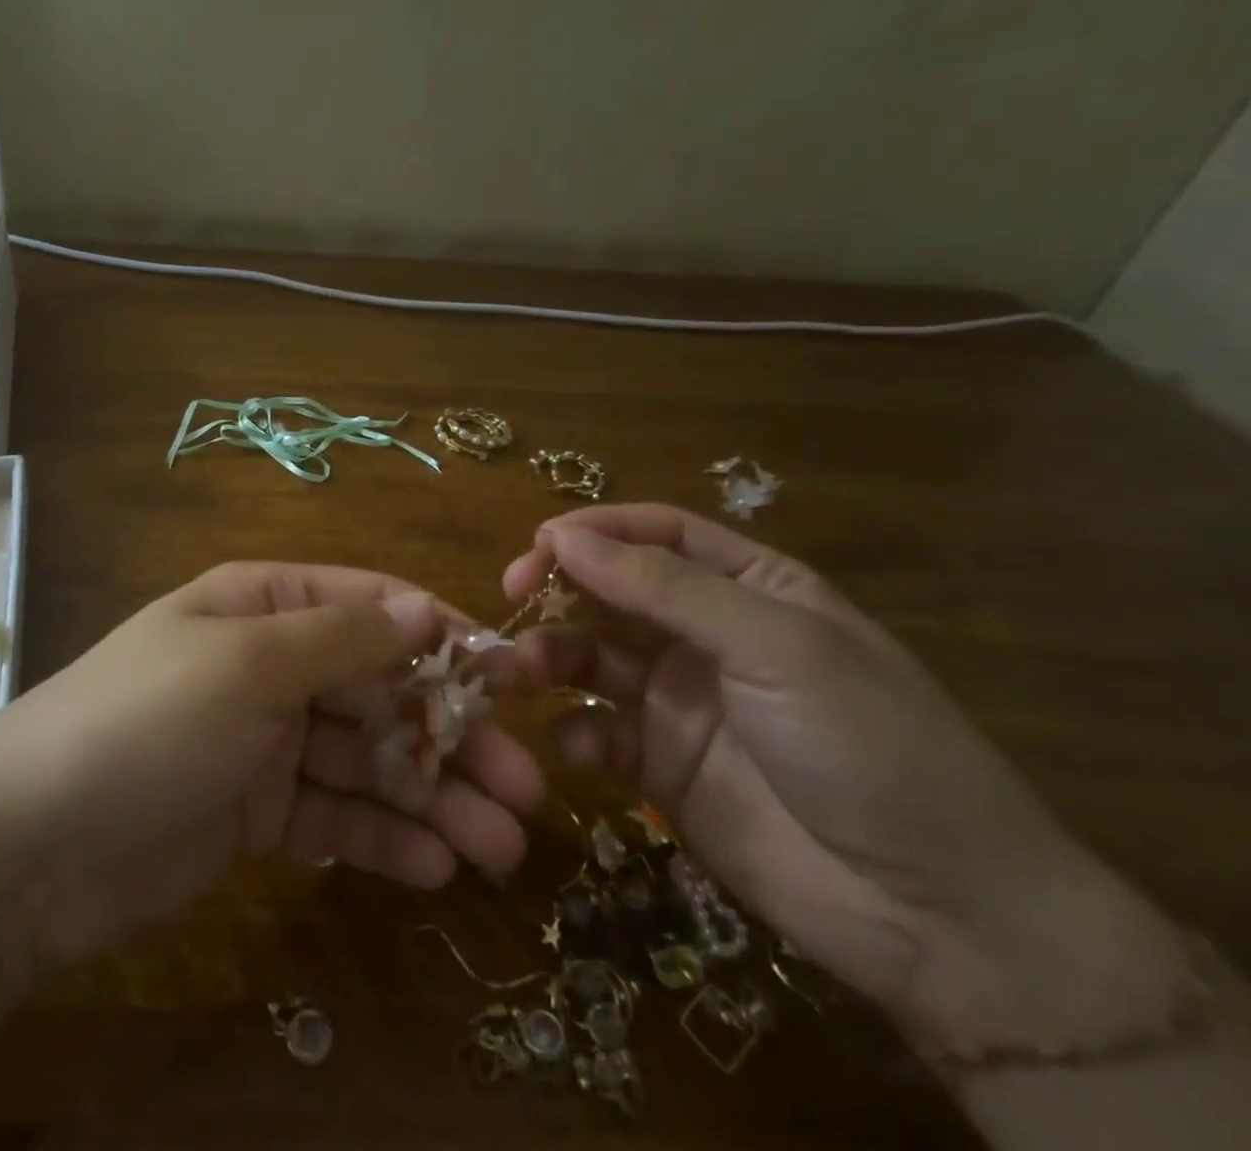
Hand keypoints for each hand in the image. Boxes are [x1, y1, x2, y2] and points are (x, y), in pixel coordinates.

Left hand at [0, 563, 545, 966]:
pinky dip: (382, 838)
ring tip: (499, 847)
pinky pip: (334, 816)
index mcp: (266, 607)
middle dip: (451, 737)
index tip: (513, 681)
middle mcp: (272, 664)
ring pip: (367, 761)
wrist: (30, 843)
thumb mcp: (248, 663)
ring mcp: (266, 740)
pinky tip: (435, 869)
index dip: (444, 639)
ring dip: (433, 799)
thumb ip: (342, 638)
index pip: (373, 608)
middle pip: (380, 691)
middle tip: (525, 790)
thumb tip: (424, 605)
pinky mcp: (258, 811)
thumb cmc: (148, 721)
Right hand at [505, 505, 1192, 1060]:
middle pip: (611, 590)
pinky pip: (597, 730)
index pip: (656, 534)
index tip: (536, 546)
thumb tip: (564, 536)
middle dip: (557, 589)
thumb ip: (664, 588)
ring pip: (590, 655)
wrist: (941, 920)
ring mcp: (679, 700)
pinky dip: (574, 730)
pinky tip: (576, 746)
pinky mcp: (660, 766)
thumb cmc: (868, 748)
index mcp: (749, 587)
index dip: (594, 531)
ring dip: (547, 656)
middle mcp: (706, 634)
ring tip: (515, 673)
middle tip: (509, 599)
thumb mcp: (773, 646)